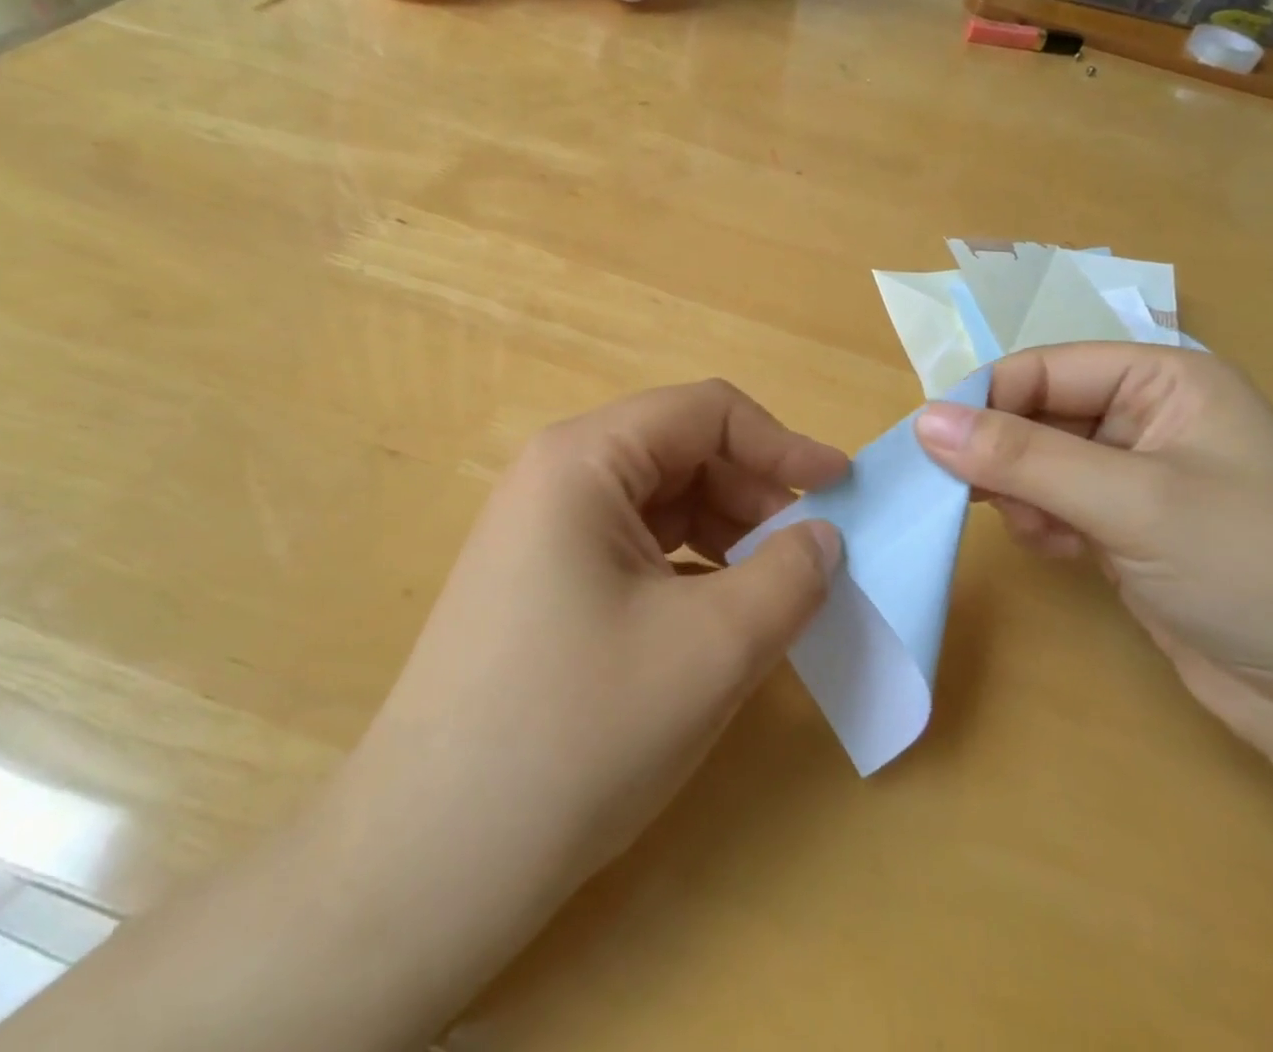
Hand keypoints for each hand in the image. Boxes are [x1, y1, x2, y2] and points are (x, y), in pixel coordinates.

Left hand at [317, 380, 846, 1016]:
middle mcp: (554, 478)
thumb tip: (823, 538)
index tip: (842, 489)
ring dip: (725, 535)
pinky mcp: (539, 584)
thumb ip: (790, 577)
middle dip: (753, 495)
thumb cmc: (579, 730)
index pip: (705, 413)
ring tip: (770, 594)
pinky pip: (632, 549)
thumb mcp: (713, 647)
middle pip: (680, 453)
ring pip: (658, 504)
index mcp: (584, 460)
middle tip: (809, 558)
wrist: (430, 860)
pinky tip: (715, 622)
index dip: (782, 444)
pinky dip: (688, 570)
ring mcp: (540, 533)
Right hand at [913, 344, 1272, 762]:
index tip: (931, 449)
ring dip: (1020, 493)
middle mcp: (1146, 416)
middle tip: (968, 496)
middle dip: (1001, 455)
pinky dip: (1042, 523)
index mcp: (1161, 378)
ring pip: (1036, 462)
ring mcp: (1137, 476)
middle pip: (1035, 414)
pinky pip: (1054, 504)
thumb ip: (1020, 457)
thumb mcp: (1132, 501)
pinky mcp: (1128, 529)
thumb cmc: (1258, 567)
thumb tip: (921, 421)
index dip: (982, 402)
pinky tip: (1061, 552)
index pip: (1040, 369)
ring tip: (1038, 530)